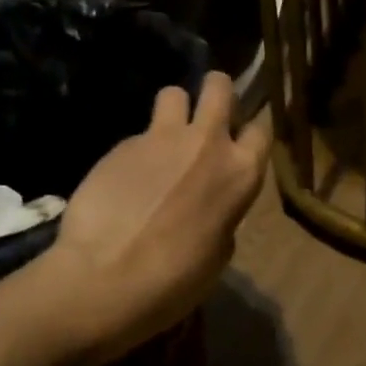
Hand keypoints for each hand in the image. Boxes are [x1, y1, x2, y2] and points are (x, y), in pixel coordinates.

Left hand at [34, 73, 269, 362]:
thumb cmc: (175, 279)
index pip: (261, 129)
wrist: (104, 278)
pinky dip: (136, 151)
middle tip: (207, 116)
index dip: (250, 133)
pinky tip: (124, 181)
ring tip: (164, 139)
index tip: (241, 143)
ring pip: (173, 93)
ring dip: (174, 110)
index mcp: (241, 173)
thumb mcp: (219, 253)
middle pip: (220, 86)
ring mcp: (161, 138)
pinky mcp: (121, 144)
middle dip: (216, 92)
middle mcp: (207, 143)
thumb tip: (211, 205)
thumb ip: (223, 214)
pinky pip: (137, 134)